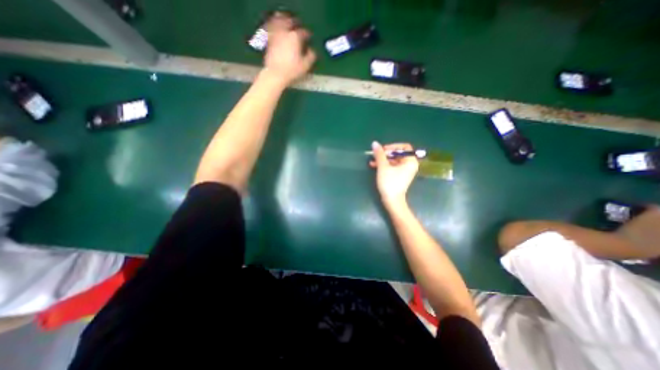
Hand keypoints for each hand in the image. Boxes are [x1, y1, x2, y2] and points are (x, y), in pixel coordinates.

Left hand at [261, 13, 314, 86]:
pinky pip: (271, 29)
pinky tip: (277, 30)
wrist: (275, 74)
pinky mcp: (269, 41)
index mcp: (295, 37)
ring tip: (287, 23)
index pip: (303, 32)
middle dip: (295, 23)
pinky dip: (275, 27)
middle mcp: (285, 32)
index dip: (308, 34)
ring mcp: (276, 35)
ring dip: (284, 21)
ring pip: (279, 22)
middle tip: (298, 26)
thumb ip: (311, 56)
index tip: (310, 37)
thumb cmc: (292, 70)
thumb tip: (312, 50)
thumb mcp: (305, 66)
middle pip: (290, 22)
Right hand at [369, 140, 419, 205]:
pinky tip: (374, 166)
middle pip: (398, 154)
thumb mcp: (383, 167)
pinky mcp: (399, 176)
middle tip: (376, 155)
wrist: (392, 200)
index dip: (393, 146)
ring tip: (372, 161)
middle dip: (385, 154)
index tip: (383, 149)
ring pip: (393, 160)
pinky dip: (384, 165)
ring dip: (383, 160)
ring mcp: (404, 171)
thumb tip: (375, 143)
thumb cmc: (389, 183)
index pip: (404, 147)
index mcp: (410, 161)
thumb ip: (379, 154)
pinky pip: (392, 167)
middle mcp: (409, 165)